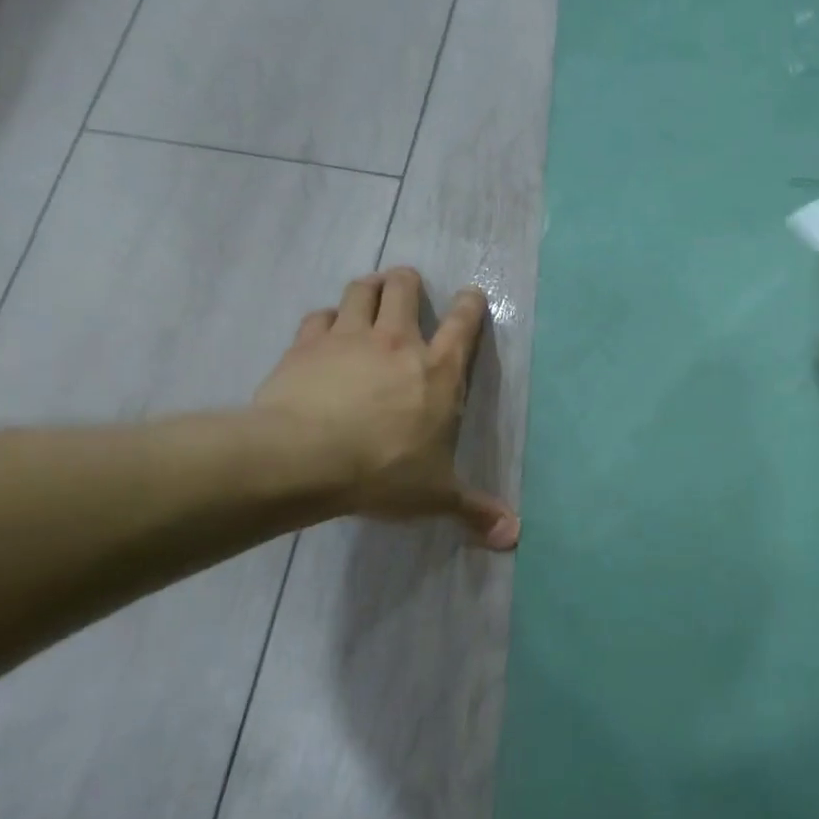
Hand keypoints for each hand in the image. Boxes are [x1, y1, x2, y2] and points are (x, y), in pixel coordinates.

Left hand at [253, 268, 518, 548]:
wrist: (305, 459)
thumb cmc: (384, 472)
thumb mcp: (437, 495)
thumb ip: (475, 510)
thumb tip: (514, 536)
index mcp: (440, 371)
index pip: (464, 325)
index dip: (470, 305)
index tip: (471, 294)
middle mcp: (398, 343)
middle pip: (404, 290)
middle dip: (407, 282)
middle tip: (406, 284)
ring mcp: (348, 339)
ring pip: (360, 292)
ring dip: (367, 288)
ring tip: (368, 292)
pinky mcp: (306, 346)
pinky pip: (317, 317)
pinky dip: (324, 319)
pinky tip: (323, 329)